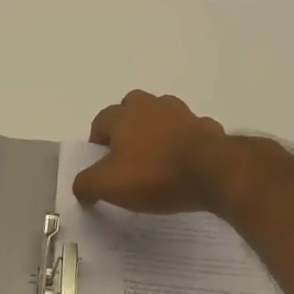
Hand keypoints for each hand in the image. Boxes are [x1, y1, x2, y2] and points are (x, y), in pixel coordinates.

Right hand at [73, 90, 228, 213]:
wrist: (214, 172)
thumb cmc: (154, 174)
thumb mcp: (108, 186)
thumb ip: (86, 185)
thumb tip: (80, 188)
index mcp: (123, 115)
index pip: (101, 121)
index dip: (97, 142)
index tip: (100, 165)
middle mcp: (152, 106)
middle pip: (132, 110)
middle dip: (127, 128)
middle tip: (127, 157)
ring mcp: (183, 114)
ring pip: (163, 118)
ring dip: (157, 133)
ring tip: (157, 160)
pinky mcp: (209, 128)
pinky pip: (190, 133)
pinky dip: (185, 144)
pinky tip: (185, 166)